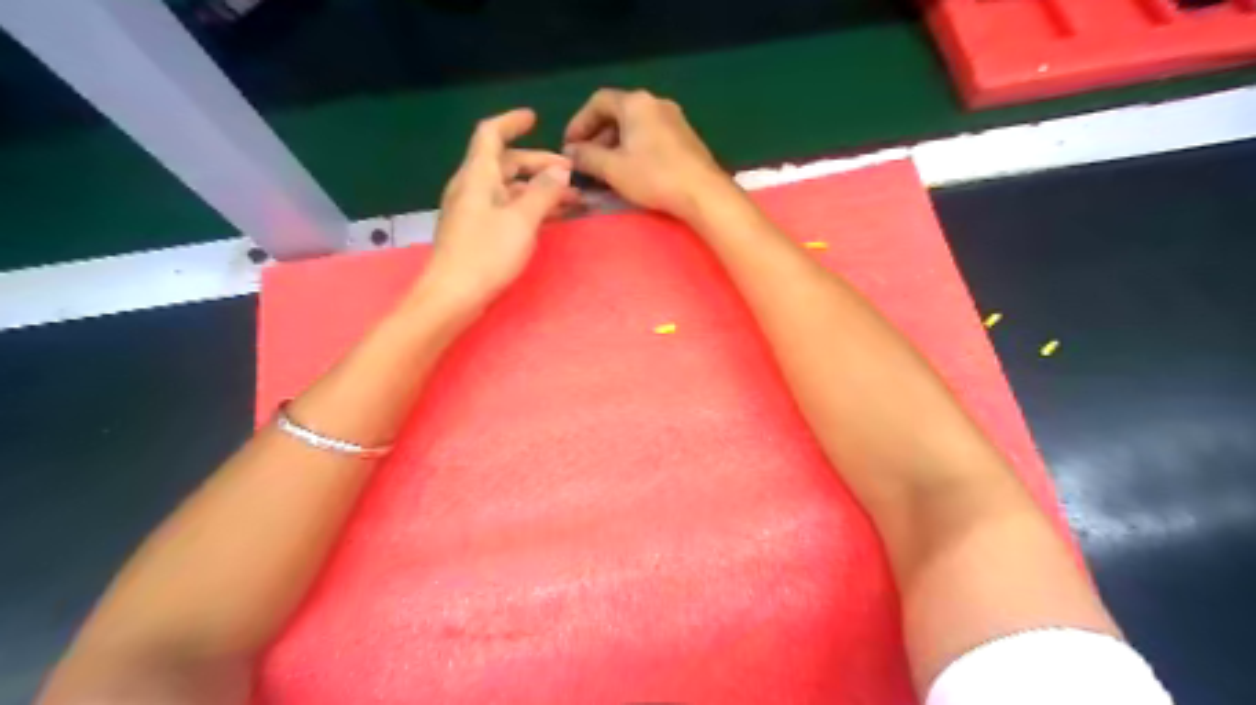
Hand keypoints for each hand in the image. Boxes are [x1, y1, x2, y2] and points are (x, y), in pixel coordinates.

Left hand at [415, 107, 574, 316]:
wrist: (452, 296)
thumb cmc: (486, 254)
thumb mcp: (522, 220)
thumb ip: (544, 191)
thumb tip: (560, 169)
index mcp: (477, 176)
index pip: (491, 134)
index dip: (512, 122)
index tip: (535, 118)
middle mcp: (472, 187)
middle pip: (505, 163)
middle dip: (538, 164)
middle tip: (569, 174)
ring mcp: (472, 211)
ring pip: (508, 188)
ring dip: (537, 189)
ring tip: (569, 200)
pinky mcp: (476, 233)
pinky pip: (505, 209)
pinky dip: (527, 207)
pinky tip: (548, 219)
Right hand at [562, 87, 737, 220]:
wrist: (703, 192)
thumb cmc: (654, 176)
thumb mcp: (612, 169)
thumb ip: (586, 157)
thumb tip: (570, 153)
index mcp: (635, 103)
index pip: (598, 102)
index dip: (579, 123)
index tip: (569, 147)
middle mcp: (655, 103)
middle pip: (617, 114)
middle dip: (597, 138)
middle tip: (585, 162)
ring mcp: (674, 120)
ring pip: (635, 127)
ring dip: (615, 146)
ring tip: (605, 171)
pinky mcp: (685, 138)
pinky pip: (651, 137)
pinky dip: (634, 150)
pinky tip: (630, 173)